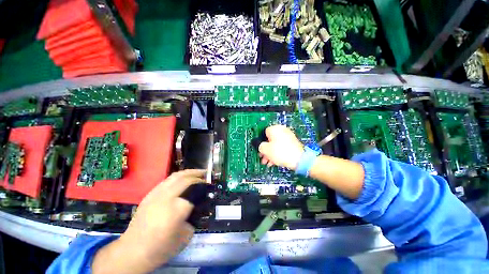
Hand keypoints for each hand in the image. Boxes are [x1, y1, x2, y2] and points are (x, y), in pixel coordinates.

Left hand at [92, 169, 206, 273]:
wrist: (132, 251)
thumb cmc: (161, 248)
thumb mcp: (186, 236)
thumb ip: (194, 217)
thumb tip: (198, 205)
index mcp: (176, 209)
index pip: (196, 191)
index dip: (205, 187)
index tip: (210, 186)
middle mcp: (166, 197)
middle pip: (186, 179)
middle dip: (198, 175)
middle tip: (207, 174)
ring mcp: (156, 194)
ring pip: (176, 176)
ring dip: (189, 172)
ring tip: (197, 172)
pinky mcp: (150, 194)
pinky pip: (168, 180)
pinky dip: (179, 176)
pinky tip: (183, 179)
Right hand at [258, 125, 303, 169]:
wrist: (299, 160)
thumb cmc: (281, 152)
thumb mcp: (265, 149)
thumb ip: (259, 146)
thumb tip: (259, 145)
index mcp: (275, 128)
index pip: (263, 132)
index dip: (260, 142)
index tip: (259, 149)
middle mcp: (282, 130)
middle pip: (269, 139)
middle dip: (265, 150)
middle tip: (262, 157)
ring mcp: (288, 136)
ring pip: (275, 144)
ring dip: (270, 153)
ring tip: (267, 162)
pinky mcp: (292, 143)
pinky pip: (281, 146)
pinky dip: (277, 153)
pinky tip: (274, 161)